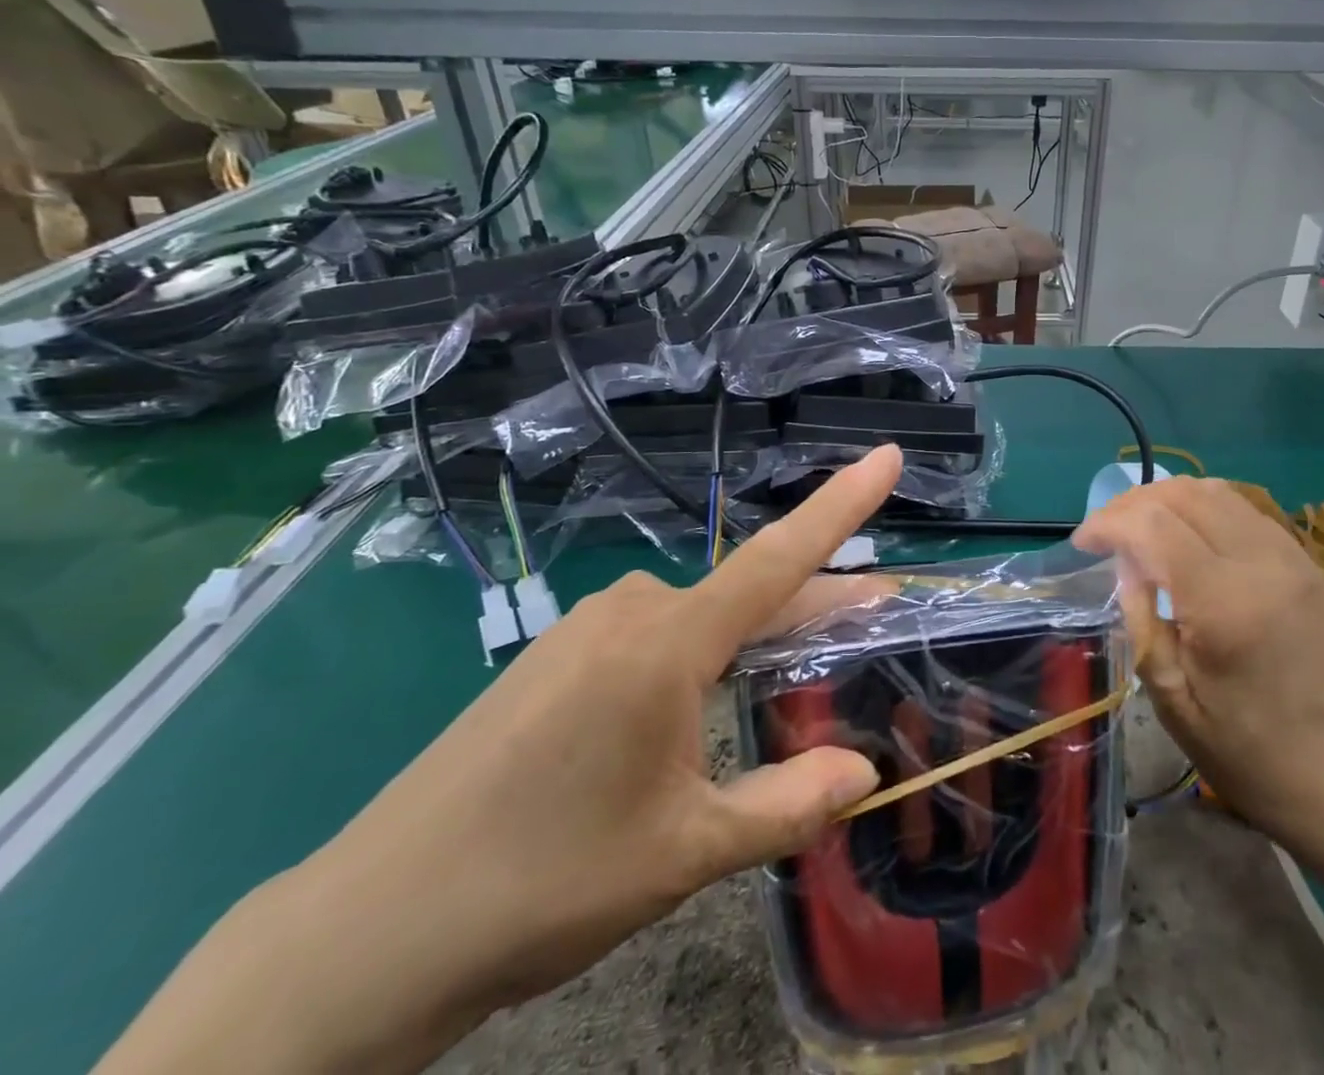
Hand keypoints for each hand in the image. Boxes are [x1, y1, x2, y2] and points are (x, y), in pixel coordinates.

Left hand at [99, 446, 904, 1074]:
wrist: (370, 930)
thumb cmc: (544, 882)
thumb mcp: (685, 850)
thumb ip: (787, 804)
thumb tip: (867, 773)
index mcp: (668, 644)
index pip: (779, 558)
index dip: (842, 505)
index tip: (889, 457)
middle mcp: (630, 613)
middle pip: (748, 595)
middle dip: (815, 603)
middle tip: (876, 608)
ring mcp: (584, 629)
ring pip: (700, 618)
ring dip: (755, 637)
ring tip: (792, 675)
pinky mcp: (554, 656)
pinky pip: (653, 636)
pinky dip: (701, 653)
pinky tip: (696, 705)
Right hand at [1075, 476, 1323, 870]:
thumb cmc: (1256, 758)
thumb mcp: (1175, 703)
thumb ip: (1142, 621)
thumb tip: (1127, 565)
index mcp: (1224, 603)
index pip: (1152, 525)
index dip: (1107, 522)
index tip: (1083, 542)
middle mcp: (1262, 564)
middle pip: (1184, 494)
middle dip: (1133, 503)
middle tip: (1107, 533)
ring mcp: (1295, 559)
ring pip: (1218, 493)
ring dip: (1169, 500)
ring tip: (1143, 529)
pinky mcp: (1312, 565)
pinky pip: (1248, 513)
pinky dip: (1206, 511)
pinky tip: (1191, 541)